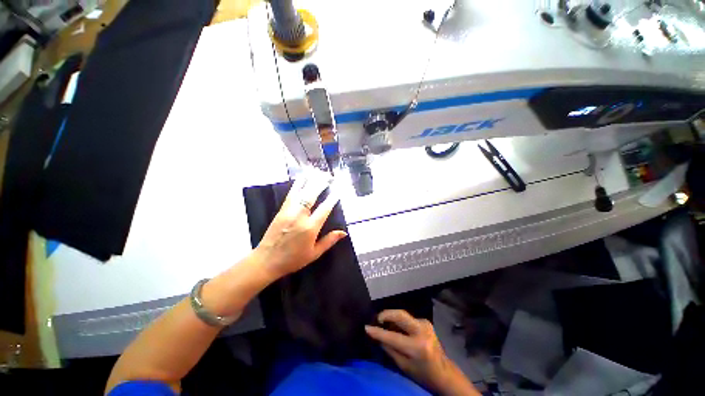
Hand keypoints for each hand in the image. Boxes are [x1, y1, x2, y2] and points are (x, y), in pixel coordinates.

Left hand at [253, 171, 347, 279]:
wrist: (266, 260)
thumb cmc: (293, 259)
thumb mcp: (314, 254)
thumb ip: (329, 241)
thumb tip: (344, 232)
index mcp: (310, 228)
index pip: (324, 209)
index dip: (332, 198)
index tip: (338, 190)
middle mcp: (299, 217)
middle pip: (312, 196)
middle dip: (321, 184)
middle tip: (329, 177)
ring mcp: (289, 212)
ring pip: (301, 192)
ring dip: (310, 181)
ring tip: (318, 173)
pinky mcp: (281, 210)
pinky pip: (290, 195)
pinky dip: (297, 185)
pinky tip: (302, 178)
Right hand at [365, 310, 478, 395]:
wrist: (444, 372)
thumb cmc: (422, 373)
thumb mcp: (403, 366)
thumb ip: (389, 348)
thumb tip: (376, 335)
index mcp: (417, 346)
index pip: (392, 336)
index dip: (378, 331)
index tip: (367, 327)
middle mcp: (422, 331)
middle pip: (400, 314)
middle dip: (386, 314)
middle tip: (377, 319)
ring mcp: (425, 324)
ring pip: (403, 315)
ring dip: (392, 318)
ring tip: (384, 324)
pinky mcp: (426, 321)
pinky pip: (408, 318)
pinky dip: (399, 321)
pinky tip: (396, 327)